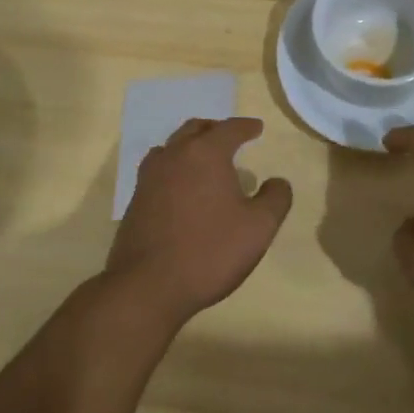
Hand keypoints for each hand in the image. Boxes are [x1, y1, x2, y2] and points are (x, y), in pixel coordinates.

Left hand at [106, 117, 293, 327]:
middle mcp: (175, 155)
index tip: (257, 128)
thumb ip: (275, 198)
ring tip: (204, 158)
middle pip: (195, 129)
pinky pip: (159, 169)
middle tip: (230, 137)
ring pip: (172, 146)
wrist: (148, 285)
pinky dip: (175, 166)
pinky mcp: (136, 199)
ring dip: (191, 145)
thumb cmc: (210, 251)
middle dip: (215, 129)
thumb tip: (277, 182)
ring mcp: (150, 177)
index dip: (246, 127)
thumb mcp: (259, 227)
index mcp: (205, 153)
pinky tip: (181, 186)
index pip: (229, 129)